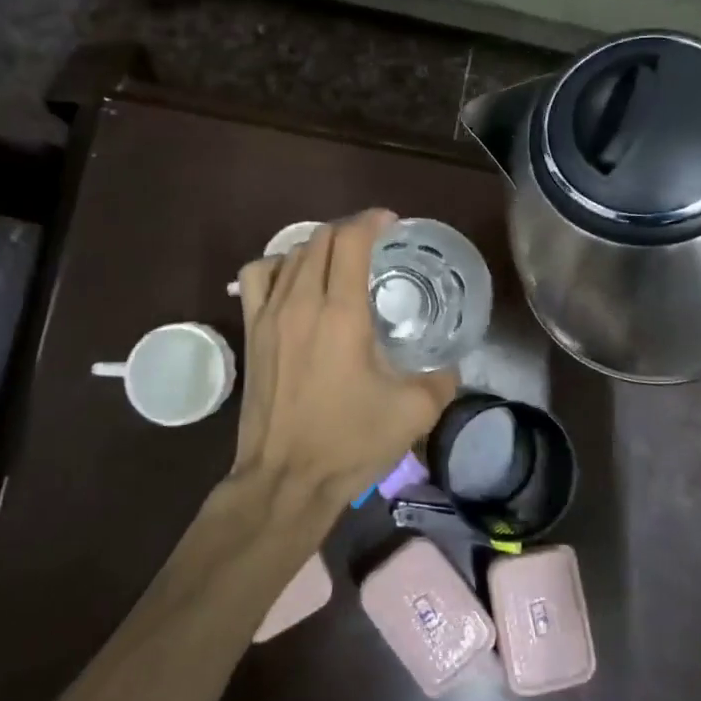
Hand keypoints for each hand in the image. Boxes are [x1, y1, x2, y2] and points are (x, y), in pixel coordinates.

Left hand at [233, 210, 458, 506]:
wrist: (285, 480)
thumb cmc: (349, 444)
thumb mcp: (414, 412)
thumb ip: (442, 376)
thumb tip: (450, 359)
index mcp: (341, 314)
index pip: (350, 239)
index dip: (373, 221)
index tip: (393, 224)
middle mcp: (301, 302)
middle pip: (320, 237)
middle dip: (350, 230)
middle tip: (376, 245)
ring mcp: (269, 314)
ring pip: (290, 252)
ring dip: (319, 246)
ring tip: (341, 262)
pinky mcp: (251, 331)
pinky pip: (256, 276)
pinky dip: (278, 265)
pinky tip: (295, 281)